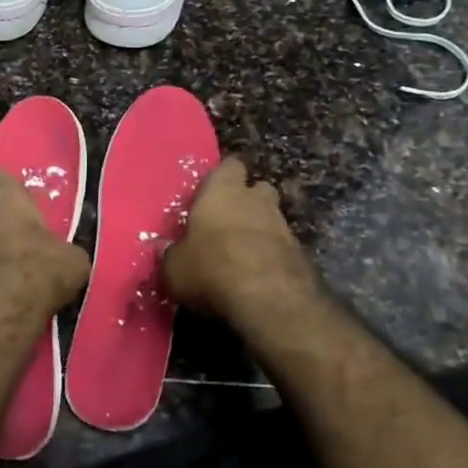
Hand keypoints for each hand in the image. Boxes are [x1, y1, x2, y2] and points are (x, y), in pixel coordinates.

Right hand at [163, 156, 319, 327]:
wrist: (271, 302)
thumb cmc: (212, 270)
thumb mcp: (174, 268)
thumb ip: (171, 254)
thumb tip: (165, 250)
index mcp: (222, 191)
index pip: (229, 166)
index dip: (221, 178)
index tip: (209, 195)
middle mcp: (257, 200)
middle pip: (257, 188)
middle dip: (247, 201)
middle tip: (227, 223)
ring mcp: (284, 226)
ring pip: (273, 218)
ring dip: (261, 231)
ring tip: (242, 254)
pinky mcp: (302, 255)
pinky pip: (283, 248)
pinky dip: (273, 256)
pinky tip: (260, 276)